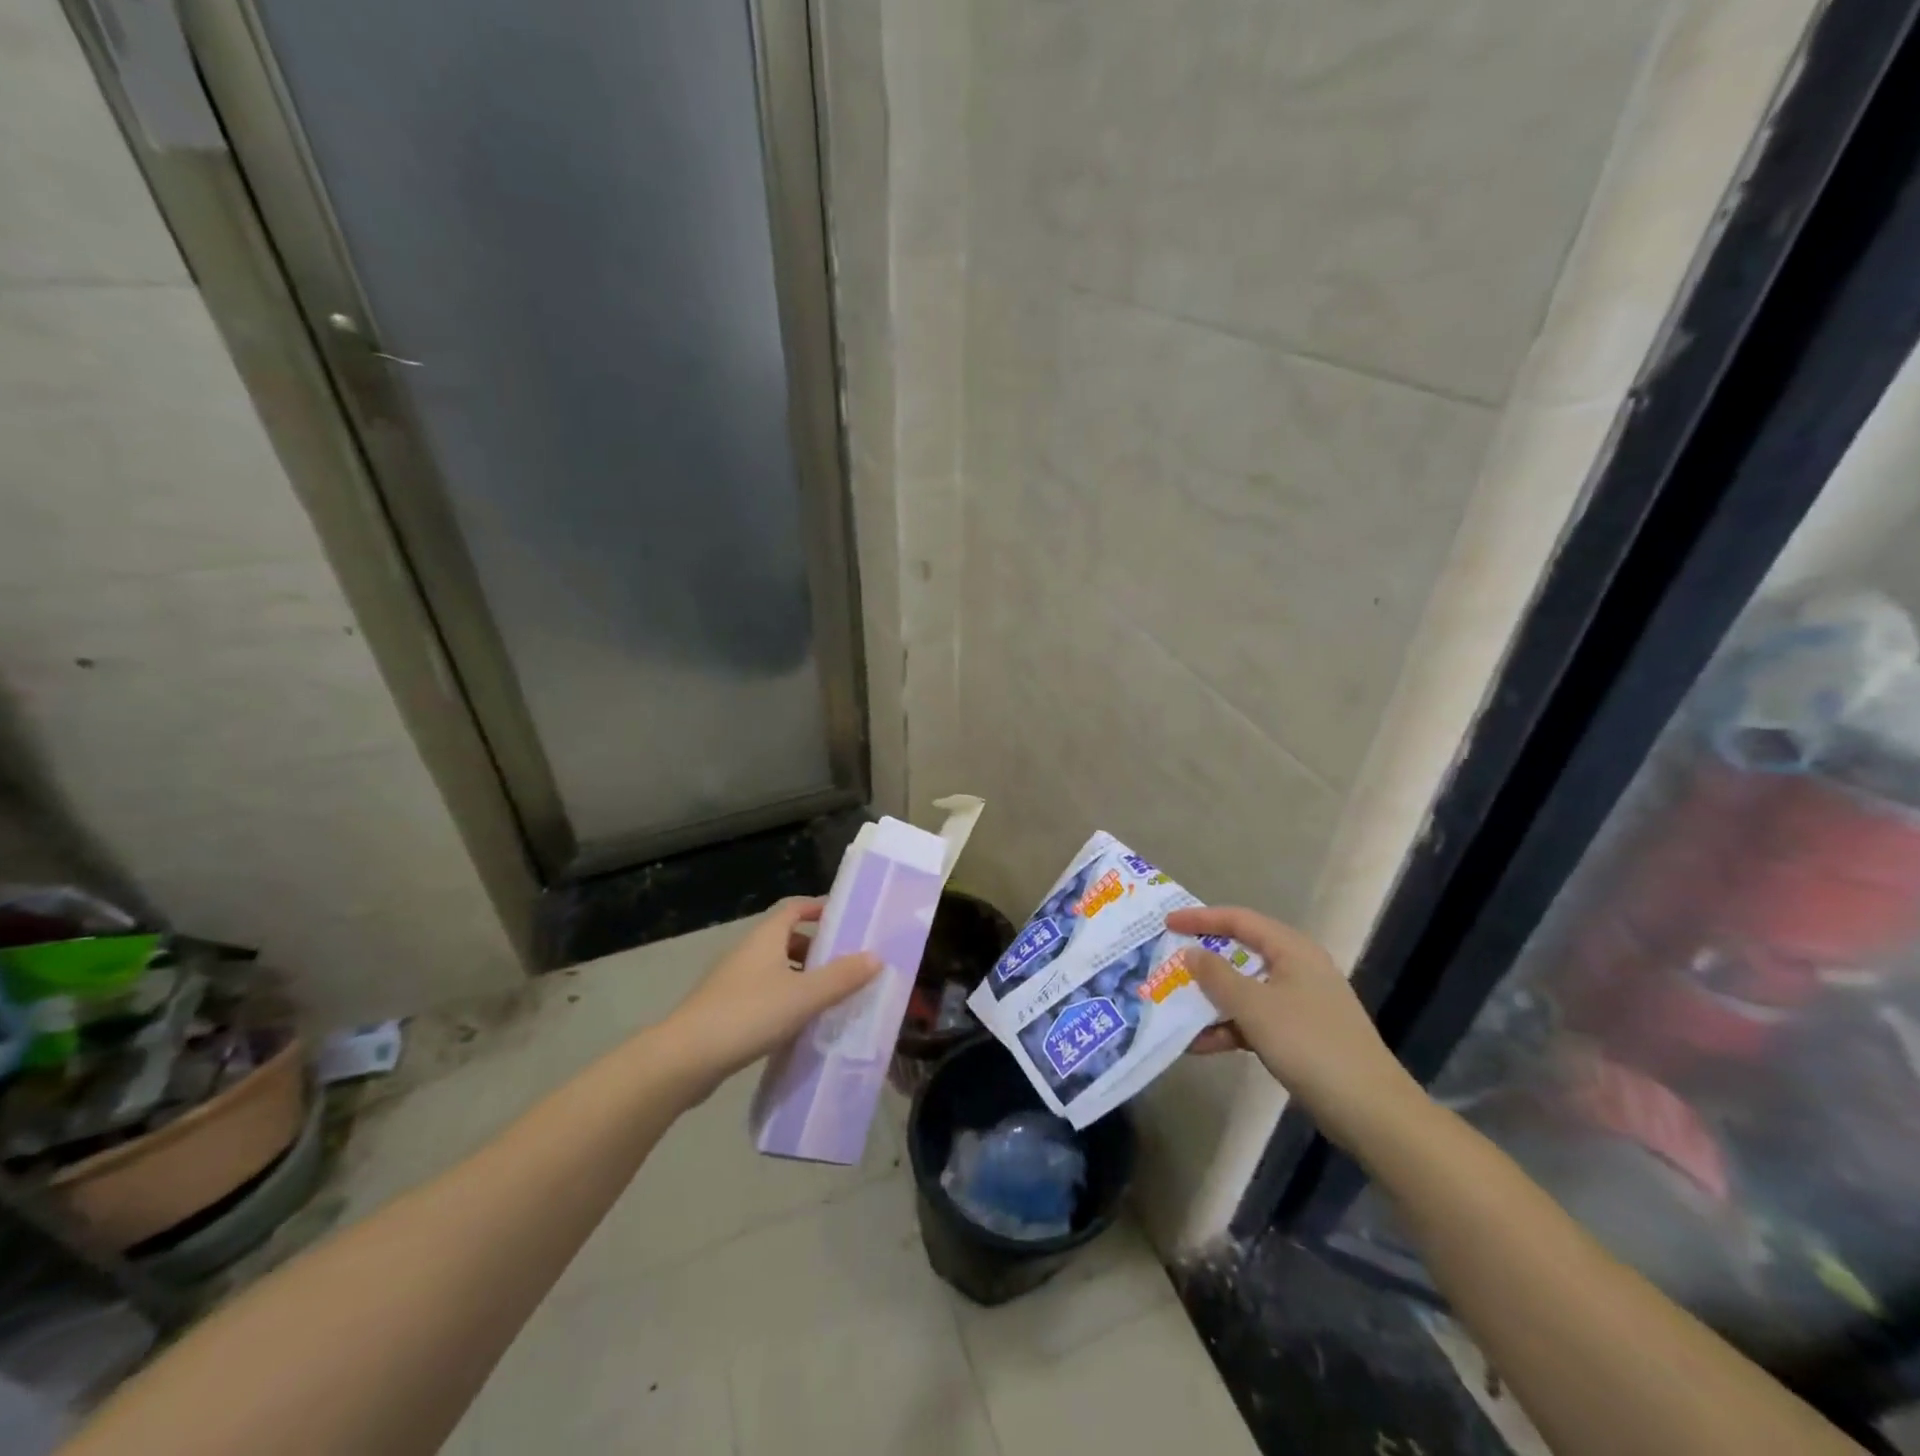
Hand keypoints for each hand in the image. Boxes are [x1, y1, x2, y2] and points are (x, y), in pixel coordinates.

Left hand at [662, 898, 881, 1092]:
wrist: (685, 1059)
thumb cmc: (748, 1015)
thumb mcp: (804, 996)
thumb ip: (841, 977)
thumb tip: (876, 956)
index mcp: (766, 937)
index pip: (794, 908)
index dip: (819, 908)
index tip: (846, 920)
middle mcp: (748, 951)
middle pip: (787, 938)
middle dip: (817, 947)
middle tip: (846, 964)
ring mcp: (733, 981)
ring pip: (775, 968)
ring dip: (802, 976)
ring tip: (829, 996)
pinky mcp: (725, 1009)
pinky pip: (764, 993)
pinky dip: (785, 1000)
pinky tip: (799, 1024)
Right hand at [1166, 905, 1422, 1147]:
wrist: (1369, 1110)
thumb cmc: (1309, 1044)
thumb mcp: (1254, 1006)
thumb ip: (1217, 975)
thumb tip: (1190, 952)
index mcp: (1292, 950)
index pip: (1239, 920)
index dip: (1201, 918)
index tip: (1167, 923)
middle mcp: (1297, 968)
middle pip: (1241, 952)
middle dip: (1203, 960)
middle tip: (1168, 961)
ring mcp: (1300, 1002)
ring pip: (1246, 989)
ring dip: (1212, 1000)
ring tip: (1175, 1007)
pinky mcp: (1301, 1034)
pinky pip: (1255, 1019)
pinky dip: (1229, 1027)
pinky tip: (1200, 1045)